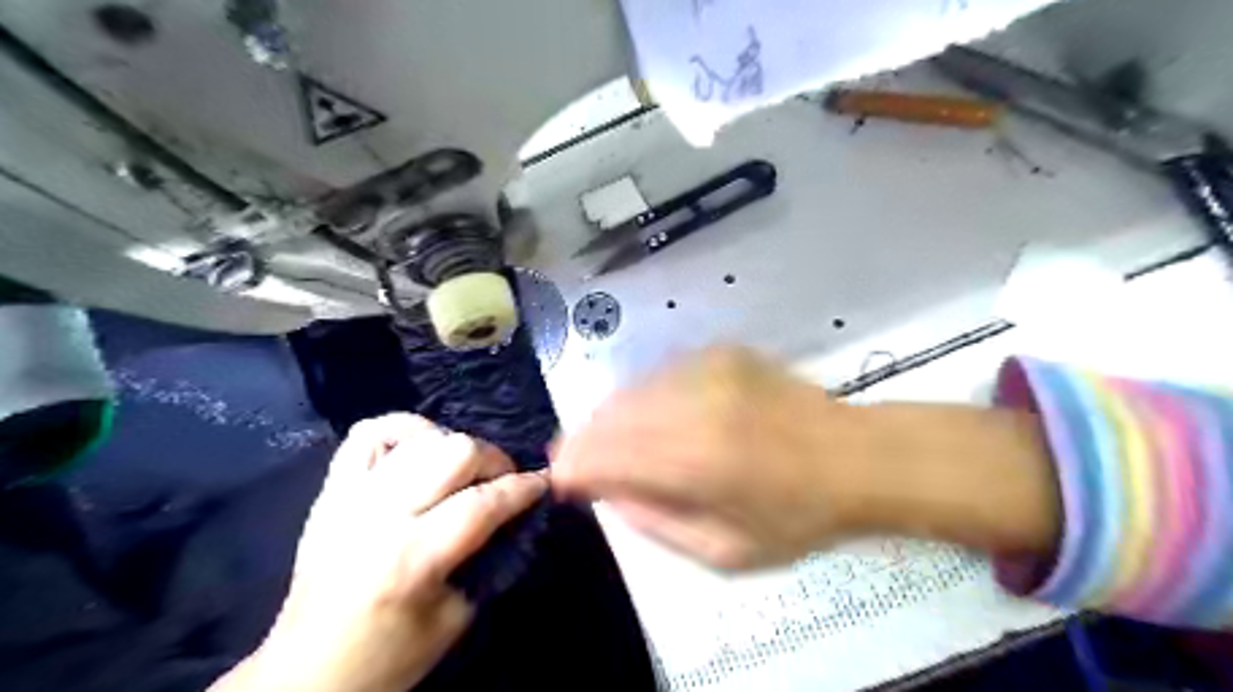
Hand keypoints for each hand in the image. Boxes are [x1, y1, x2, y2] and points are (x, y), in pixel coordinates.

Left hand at [211, 413, 548, 691]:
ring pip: (419, 436)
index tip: (543, 482)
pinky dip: (403, 430)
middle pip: (454, 452)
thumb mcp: (455, 618)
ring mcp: (350, 497)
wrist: (306, 673)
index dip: (523, 488)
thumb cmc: (388, 657)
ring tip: (464, 469)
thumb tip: (511, 515)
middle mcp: (381, 516)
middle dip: (494, 460)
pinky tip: (421, 446)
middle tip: (503, 480)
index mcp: (413, 558)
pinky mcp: (330, 491)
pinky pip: (367, 434)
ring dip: (455, 445)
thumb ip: (486, 558)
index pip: (483, 502)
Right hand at [552, 347, 858, 569]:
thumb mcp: (723, 550)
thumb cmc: (796, 516)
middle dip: (585, 441)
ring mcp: (706, 367)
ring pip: (629, 390)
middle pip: (607, 415)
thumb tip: (605, 490)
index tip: (563, 480)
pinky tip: (661, 419)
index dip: (571, 467)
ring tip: (621, 445)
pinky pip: (660, 376)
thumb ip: (653, 520)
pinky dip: (647, 400)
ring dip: (613, 419)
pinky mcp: (718, 351)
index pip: (601, 454)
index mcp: (694, 459)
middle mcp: (692, 401)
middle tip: (584, 464)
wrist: (854, 455)